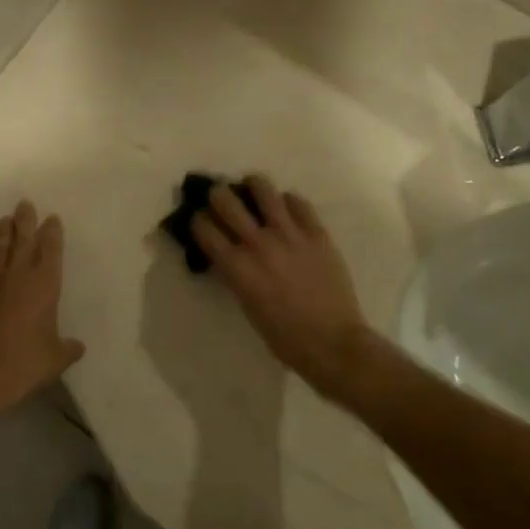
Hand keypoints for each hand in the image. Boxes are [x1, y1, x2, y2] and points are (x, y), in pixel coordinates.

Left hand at [0, 201, 84, 424]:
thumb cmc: (25, 362)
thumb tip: (78, 347)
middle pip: (23, 239)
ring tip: (5, 220)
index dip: (52, 232)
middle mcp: (18, 274)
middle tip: (25, 204)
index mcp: (45, 284)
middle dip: (25, 220)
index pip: (51, 249)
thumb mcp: (56, 358)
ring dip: (3, 233)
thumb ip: (68, 348)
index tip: (52, 218)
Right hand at [189, 175, 372, 403]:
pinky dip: (287, 201)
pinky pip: (298, 202)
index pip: (204, 228)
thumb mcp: (247, 305)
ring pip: (263, 189)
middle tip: (220, 198)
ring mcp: (289, 234)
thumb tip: (227, 254)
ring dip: (252, 186)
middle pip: (226, 201)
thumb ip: (235, 275)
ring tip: (253, 190)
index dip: (197, 220)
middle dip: (217, 195)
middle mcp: (258, 243)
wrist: (332, 342)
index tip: (198, 219)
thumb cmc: (284, 336)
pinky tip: (286, 209)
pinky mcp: (316, 232)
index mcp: (237, 266)